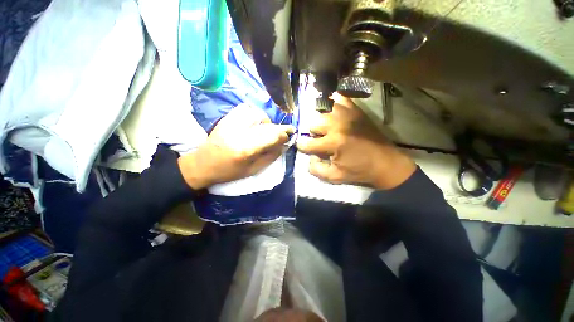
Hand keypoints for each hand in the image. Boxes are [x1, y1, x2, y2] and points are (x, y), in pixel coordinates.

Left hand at [178, 104, 293, 188]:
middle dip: (278, 128)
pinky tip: (254, 122)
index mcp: (246, 149)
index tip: (290, 135)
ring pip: (257, 113)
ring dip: (266, 121)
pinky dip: (254, 113)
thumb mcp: (253, 170)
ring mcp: (231, 123)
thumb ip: (270, 157)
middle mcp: (239, 132)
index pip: (271, 136)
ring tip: (265, 129)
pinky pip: (245, 108)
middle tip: (283, 132)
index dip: (284, 134)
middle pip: (266, 124)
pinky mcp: (226, 118)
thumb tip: (284, 145)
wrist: (203, 164)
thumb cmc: (229, 172)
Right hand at [297, 93, 415, 188]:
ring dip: (321, 120)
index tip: (304, 148)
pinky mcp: (356, 110)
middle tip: (321, 139)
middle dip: (313, 133)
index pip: (307, 143)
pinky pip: (339, 98)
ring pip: (323, 110)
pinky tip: (333, 111)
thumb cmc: (359, 171)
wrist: (386, 163)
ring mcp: (348, 114)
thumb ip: (316, 169)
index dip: (302, 147)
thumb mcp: (335, 177)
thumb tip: (309, 157)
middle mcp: (338, 125)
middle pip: (313, 123)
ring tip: (326, 128)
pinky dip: (333, 103)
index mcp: (333, 143)